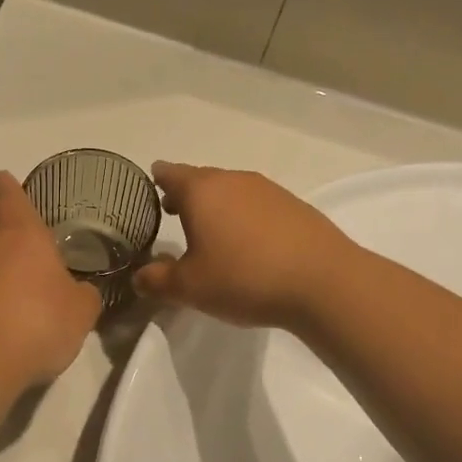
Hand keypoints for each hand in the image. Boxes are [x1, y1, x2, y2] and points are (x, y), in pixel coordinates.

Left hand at [0, 172, 101, 389]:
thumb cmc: (38, 321)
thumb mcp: (81, 310)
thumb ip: (84, 294)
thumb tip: (81, 290)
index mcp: (20, 233)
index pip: (9, 195)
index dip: (10, 188)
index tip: (9, 183)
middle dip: (9, 234)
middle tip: (33, 251)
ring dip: (0, 271)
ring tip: (26, 294)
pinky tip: (8, 321)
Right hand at [131, 163, 354, 329]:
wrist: (323, 282)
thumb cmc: (243, 278)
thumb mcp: (189, 288)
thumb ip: (157, 280)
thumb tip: (139, 277)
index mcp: (202, 191)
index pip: (171, 174)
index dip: (158, 179)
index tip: (150, 185)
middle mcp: (234, 180)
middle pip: (202, 180)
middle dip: (185, 194)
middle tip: (172, 212)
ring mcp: (268, 190)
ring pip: (231, 191)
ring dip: (217, 207)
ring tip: (209, 231)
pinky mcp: (294, 207)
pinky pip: (256, 205)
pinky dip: (243, 217)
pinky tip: (247, 243)